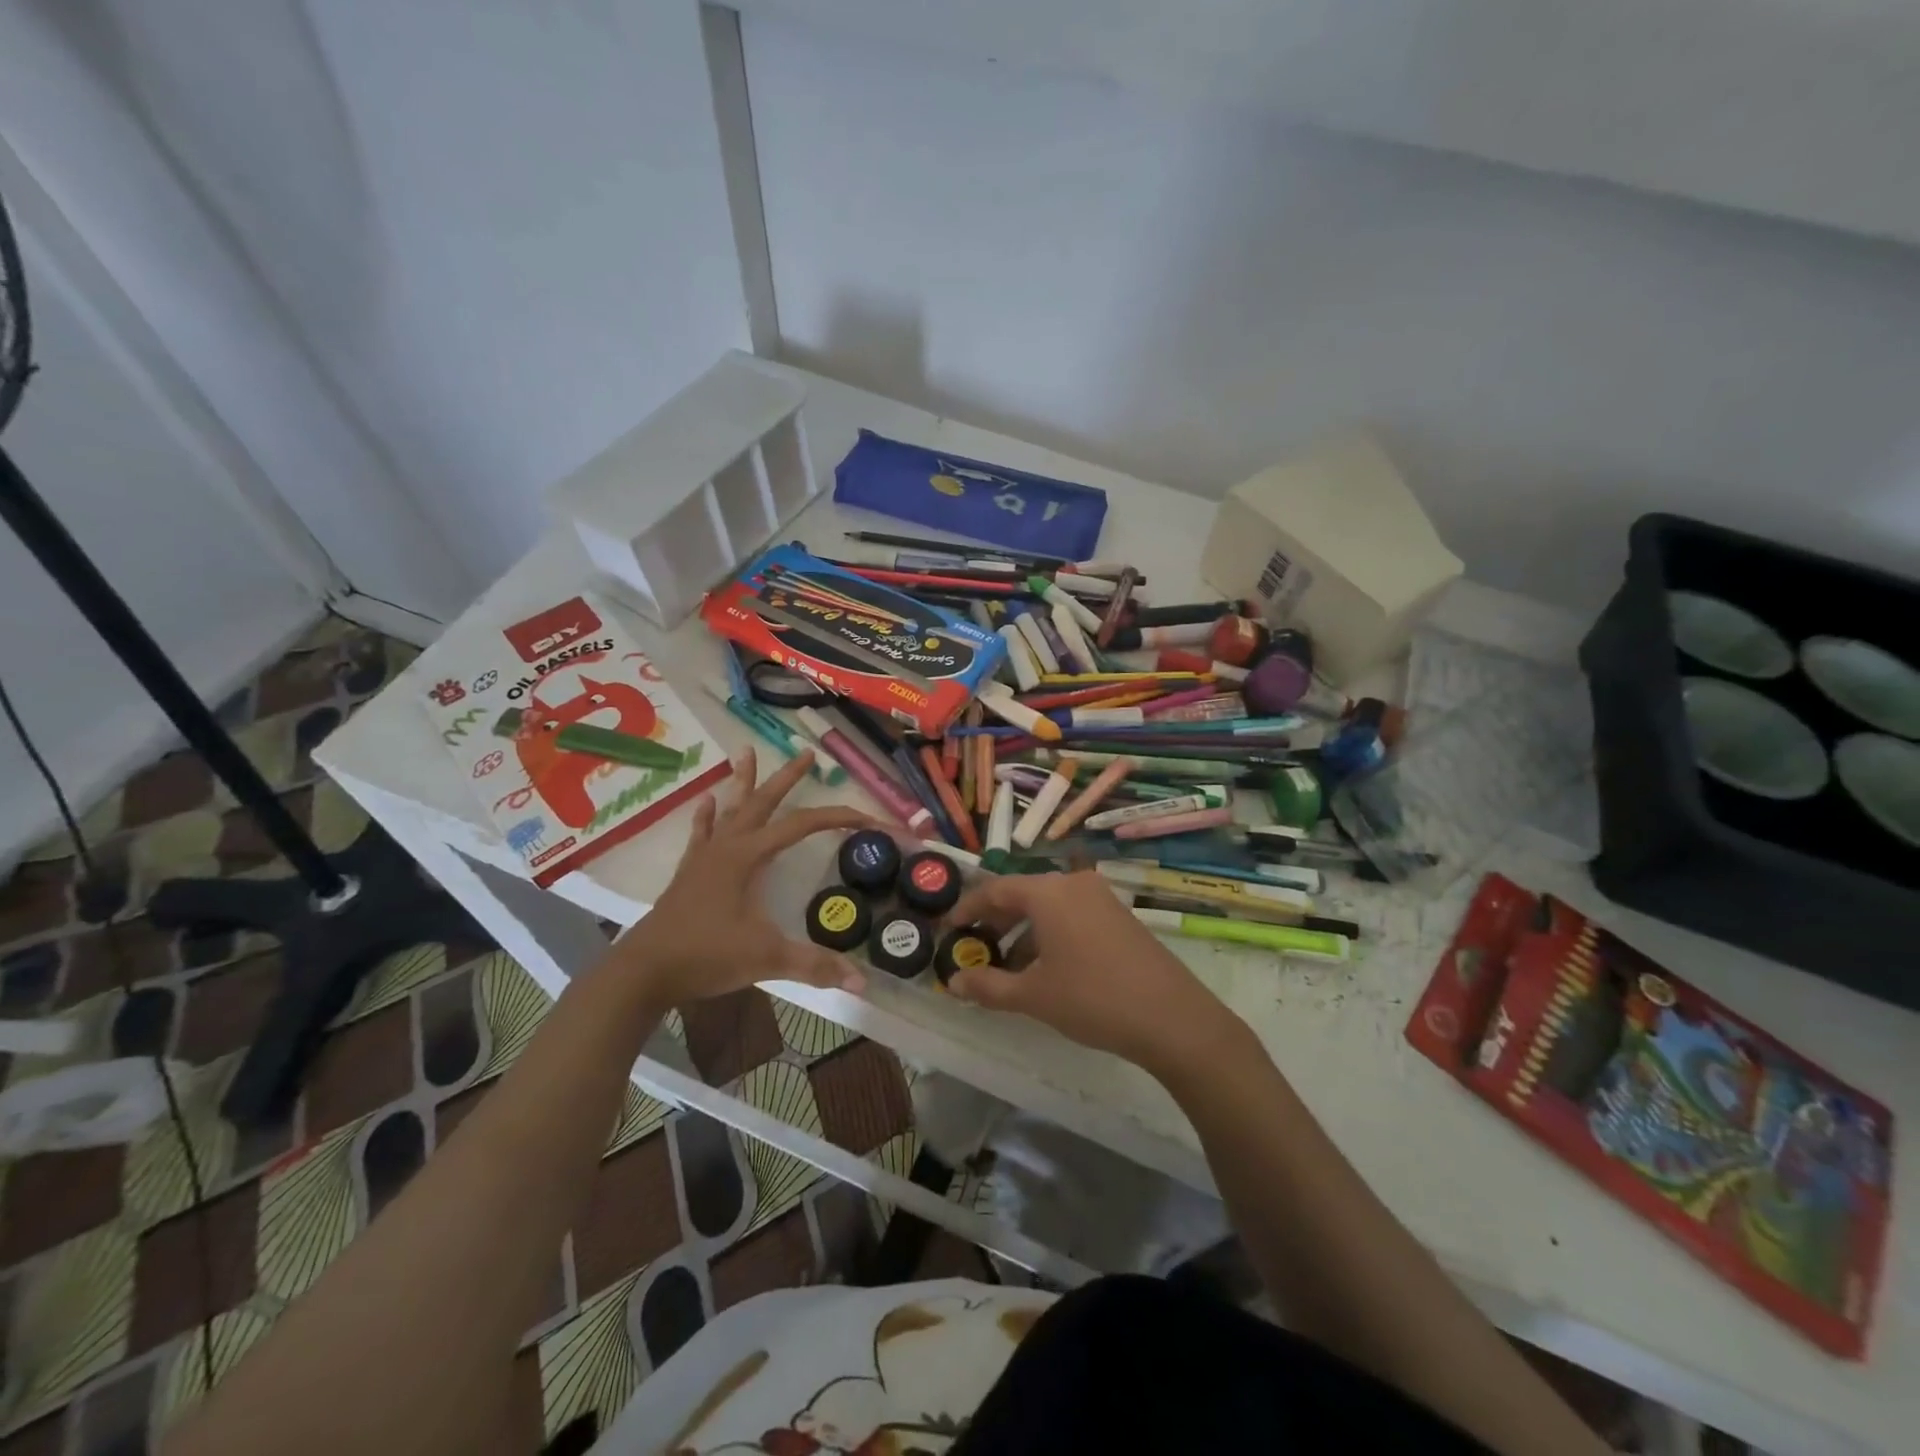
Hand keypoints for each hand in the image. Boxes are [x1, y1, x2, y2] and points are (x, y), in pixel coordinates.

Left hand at [619, 748, 871, 1005]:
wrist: (644, 972)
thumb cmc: (706, 956)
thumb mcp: (766, 958)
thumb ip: (814, 965)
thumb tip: (862, 982)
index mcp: (748, 856)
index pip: (802, 825)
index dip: (838, 817)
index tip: (867, 817)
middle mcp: (727, 847)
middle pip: (763, 802)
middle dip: (787, 778)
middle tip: (806, 753)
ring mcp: (704, 858)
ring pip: (730, 810)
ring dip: (743, 782)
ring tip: (745, 752)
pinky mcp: (689, 874)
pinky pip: (701, 834)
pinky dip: (706, 817)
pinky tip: (706, 802)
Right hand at [942, 872, 1246, 1074]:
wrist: (1172, 1018)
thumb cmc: (1093, 999)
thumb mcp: (1033, 996)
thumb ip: (988, 986)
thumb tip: (954, 983)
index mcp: (1048, 892)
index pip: (995, 890)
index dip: (967, 910)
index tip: (948, 930)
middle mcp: (1073, 884)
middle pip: (1022, 895)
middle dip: (995, 923)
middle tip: (975, 950)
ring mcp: (1101, 898)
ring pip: (1048, 907)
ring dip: (1023, 933)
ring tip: (1007, 969)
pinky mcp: (1119, 916)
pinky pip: (1072, 916)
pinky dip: (1050, 935)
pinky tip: (1046, 969)